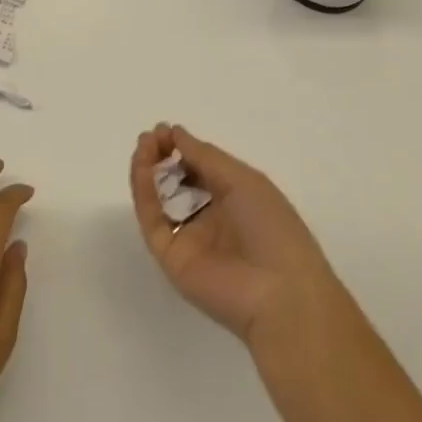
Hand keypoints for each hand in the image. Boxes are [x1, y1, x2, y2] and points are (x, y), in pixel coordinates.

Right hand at [129, 124, 341, 344]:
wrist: (278, 291)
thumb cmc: (271, 227)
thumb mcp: (243, 180)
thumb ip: (204, 156)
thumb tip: (175, 133)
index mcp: (236, 200)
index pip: (201, 169)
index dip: (183, 148)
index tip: (166, 130)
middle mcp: (211, 218)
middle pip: (177, 183)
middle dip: (162, 157)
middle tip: (151, 137)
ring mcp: (188, 238)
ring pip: (159, 199)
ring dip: (148, 170)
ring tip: (143, 146)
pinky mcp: (170, 256)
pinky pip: (152, 219)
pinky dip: (144, 192)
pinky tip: (144, 168)